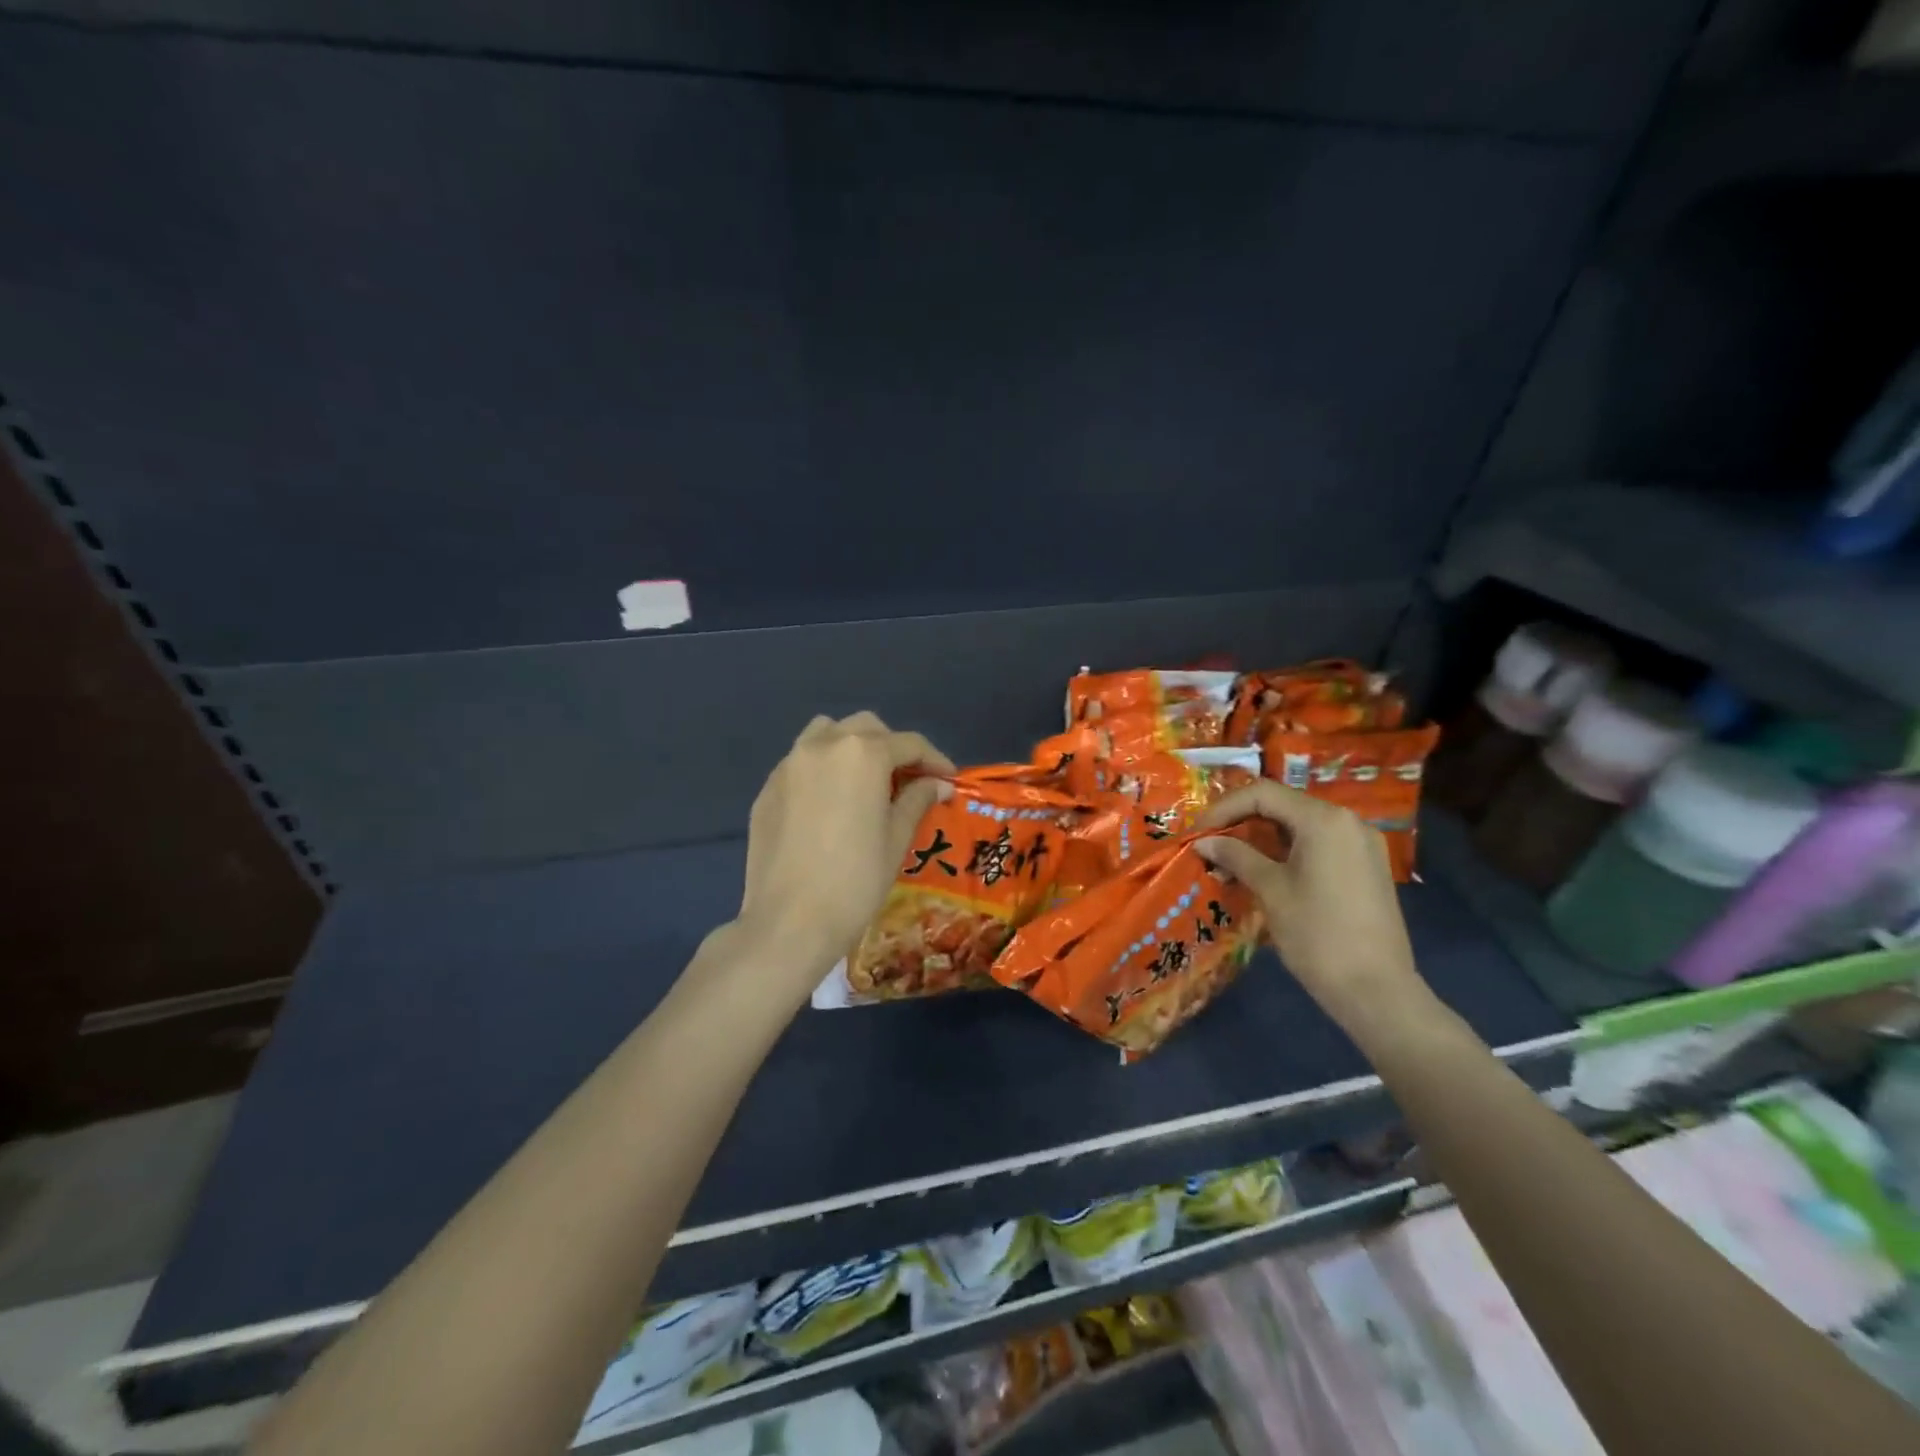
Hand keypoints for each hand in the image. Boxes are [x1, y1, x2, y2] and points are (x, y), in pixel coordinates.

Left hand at [735, 712, 953, 989]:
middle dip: (892, 748)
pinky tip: (830, 804)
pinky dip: (823, 769)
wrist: (789, 921)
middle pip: (867, 729)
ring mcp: (789, 765)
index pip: (909, 743)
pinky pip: (801, 763)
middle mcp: (823, 745)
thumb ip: (916, 800)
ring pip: (827, 734)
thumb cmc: (855, 880)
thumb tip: (937, 784)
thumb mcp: (896, 839)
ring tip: (866, 782)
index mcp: (863, 754)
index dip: (934, 760)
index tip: (948, 780)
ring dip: (852, 747)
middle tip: (907, 781)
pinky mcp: (767, 789)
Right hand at [1194, 780, 1430, 1037]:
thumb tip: (1204, 842)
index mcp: (1323, 819)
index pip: (1262, 794)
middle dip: (1242, 822)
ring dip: (1263, 838)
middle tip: (1211, 846)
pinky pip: (1320, 844)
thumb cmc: (1317, 934)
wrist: (1376, 990)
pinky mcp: (1368, 867)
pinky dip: (1288, 851)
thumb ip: (1236, 856)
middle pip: (1283, 805)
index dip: (1224, 808)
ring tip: (1233, 863)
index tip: (1198, 832)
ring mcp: (1362, 844)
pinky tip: (1268, 873)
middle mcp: (1348, 821)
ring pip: (1301, 826)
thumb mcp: (1270, 890)